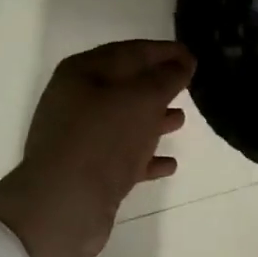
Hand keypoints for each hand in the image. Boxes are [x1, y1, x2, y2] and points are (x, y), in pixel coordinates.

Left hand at [0, 40, 194, 256]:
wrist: (63, 204)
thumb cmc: (103, 139)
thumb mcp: (142, 99)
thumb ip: (167, 77)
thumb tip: (182, 62)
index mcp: (83, 72)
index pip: (131, 51)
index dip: (164, 51)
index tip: (194, 56)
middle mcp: (76, 100)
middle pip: (126, 85)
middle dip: (157, 85)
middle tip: (189, 86)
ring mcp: (79, 137)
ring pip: (124, 120)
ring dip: (153, 119)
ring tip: (181, 120)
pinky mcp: (86, 170)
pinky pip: (122, 155)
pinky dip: (146, 156)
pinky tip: (169, 163)